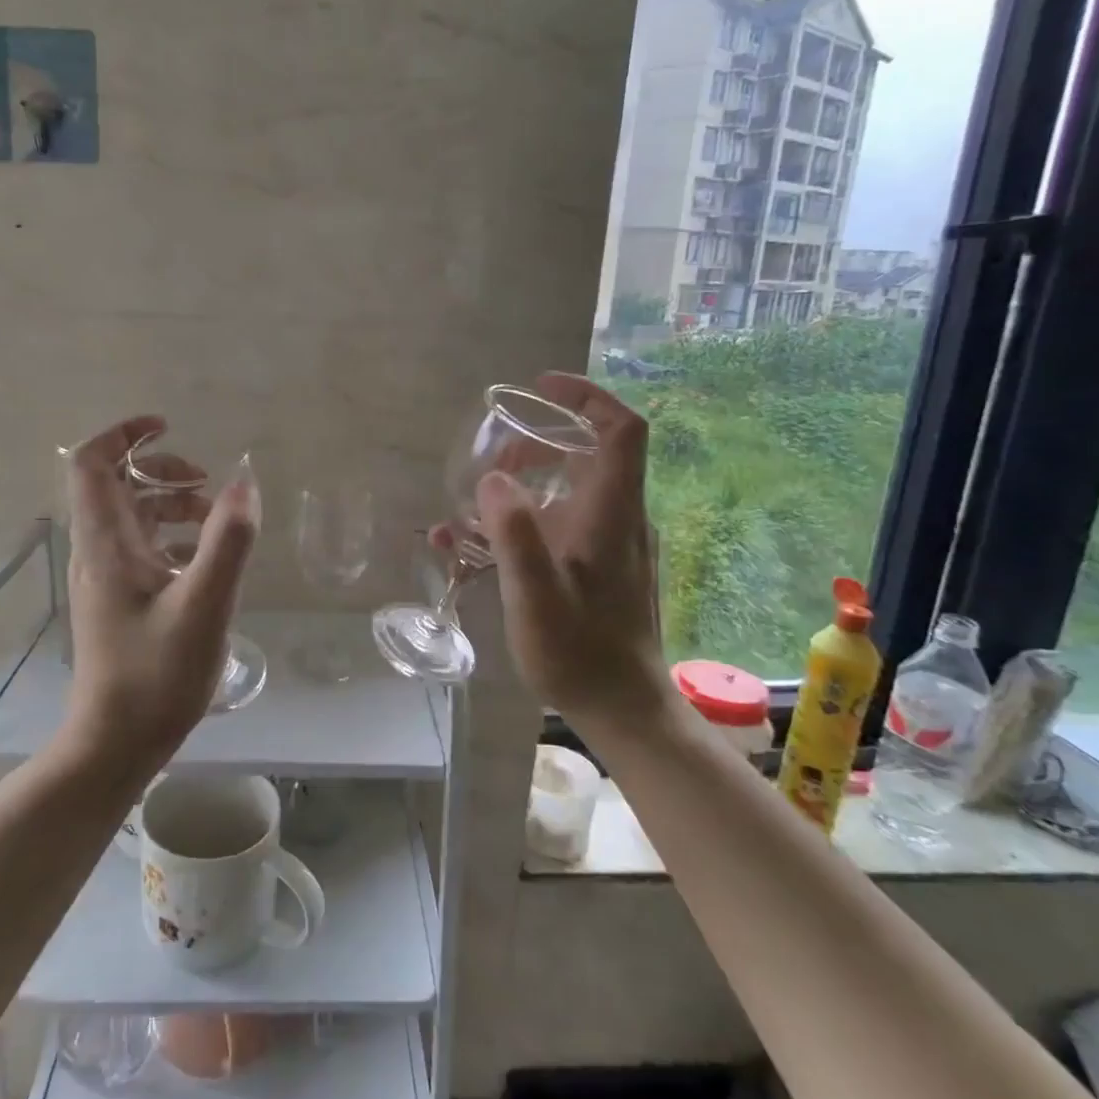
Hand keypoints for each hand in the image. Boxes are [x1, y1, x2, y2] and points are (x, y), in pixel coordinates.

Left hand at [59, 416, 259, 782]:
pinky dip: (174, 538)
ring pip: (134, 518)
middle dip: (163, 471)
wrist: (116, 744)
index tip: (167, 427)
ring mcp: (107, 578)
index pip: (92, 464)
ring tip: (216, 521)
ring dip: (173, 506)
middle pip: (117, 485)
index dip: (124, 435)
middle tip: (207, 484)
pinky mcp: (120, 601)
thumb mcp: (205, 604)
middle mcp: (99, 552)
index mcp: (107, 543)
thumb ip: (228, 540)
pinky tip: (206, 560)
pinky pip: (144, 549)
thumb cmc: (156, 674)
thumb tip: (244, 480)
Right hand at [471, 373, 676, 739]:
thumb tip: (492, 480)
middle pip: (588, 455)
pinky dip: (528, 523)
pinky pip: (564, 526)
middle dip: (536, 447)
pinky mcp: (603, 569)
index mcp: (612, 512)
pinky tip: (482, 552)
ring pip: (571, 491)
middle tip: (492, 464)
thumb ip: (515, 533)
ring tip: (476, 511)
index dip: (587, 396)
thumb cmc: (580, 652)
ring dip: (524, 488)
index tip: (541, 387)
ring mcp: (613, 545)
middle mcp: (619, 518)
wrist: (623, 710)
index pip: (621, 429)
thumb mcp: (536, 595)